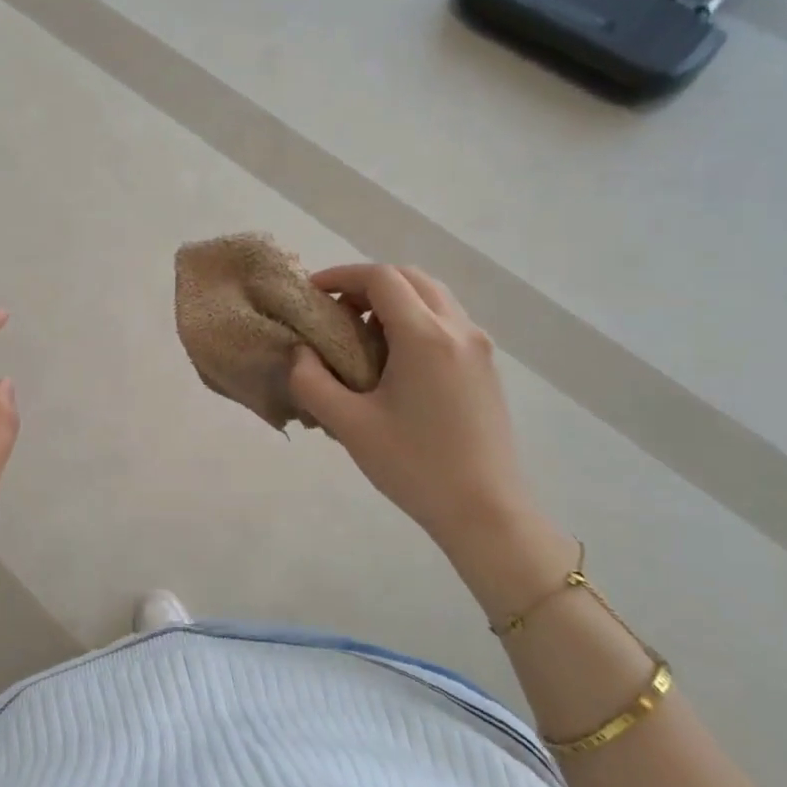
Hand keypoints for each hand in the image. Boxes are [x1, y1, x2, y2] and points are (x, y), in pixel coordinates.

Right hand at [288, 265, 536, 554]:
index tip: (312, 292)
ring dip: (394, 299)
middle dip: (368, 283)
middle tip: (335, 310)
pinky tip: (394, 358)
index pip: (382, 278)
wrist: (485, 510)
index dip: (342, 275)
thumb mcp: (349, 426)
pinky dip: (415, 318)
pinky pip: (448, 321)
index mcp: (425, 337)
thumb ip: (312, 382)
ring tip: (361, 332)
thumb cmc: (413, 466)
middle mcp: (458, 330)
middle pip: (411, 278)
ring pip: (434, 297)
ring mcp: (479, 347)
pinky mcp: (486, 367)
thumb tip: (300, 353)